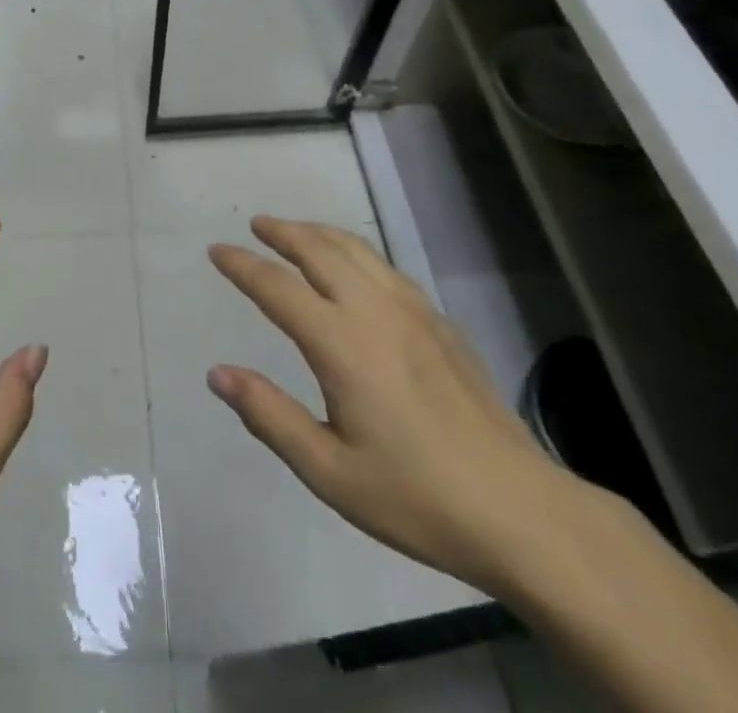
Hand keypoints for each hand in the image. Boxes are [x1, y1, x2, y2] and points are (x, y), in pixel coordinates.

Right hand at [206, 215, 587, 595]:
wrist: (521, 512)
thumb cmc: (416, 497)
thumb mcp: (329, 471)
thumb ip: (269, 415)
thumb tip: (217, 373)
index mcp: (341, 344)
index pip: (277, 287)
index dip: (242, 265)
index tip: (216, 250)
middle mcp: (374, 311)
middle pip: (319, 249)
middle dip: (283, 232)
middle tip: (256, 225)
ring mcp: (413, 311)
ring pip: (356, 250)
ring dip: (319, 233)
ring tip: (296, 232)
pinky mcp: (440, 323)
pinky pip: (385, 268)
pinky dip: (355, 251)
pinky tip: (354, 268)